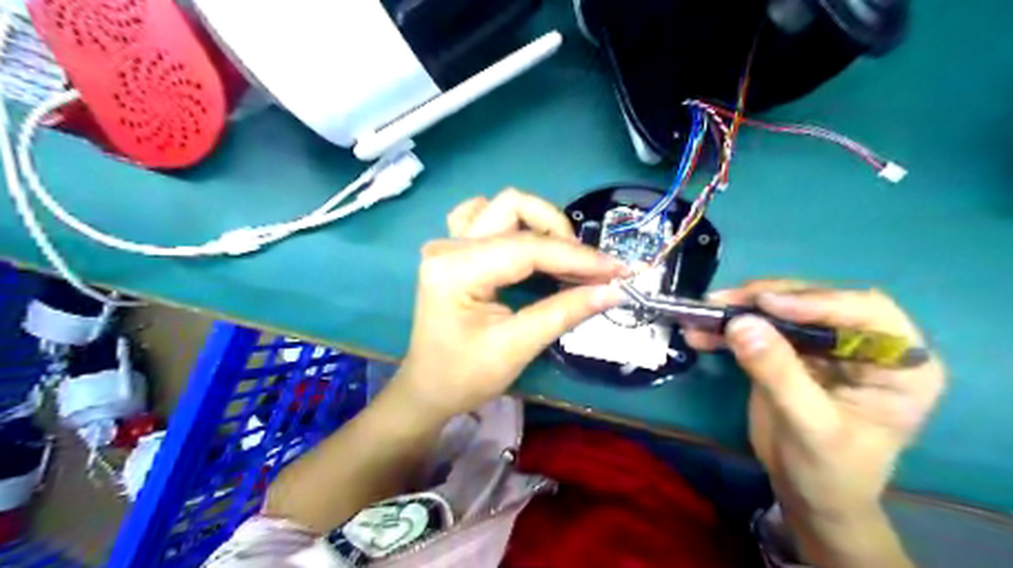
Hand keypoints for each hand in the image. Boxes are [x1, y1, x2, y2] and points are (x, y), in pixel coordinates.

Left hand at [390, 188, 629, 422]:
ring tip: (562, 257)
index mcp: (456, 269)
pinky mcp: (453, 251)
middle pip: (513, 207)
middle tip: (586, 267)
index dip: (577, 257)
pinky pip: (484, 217)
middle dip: (558, 232)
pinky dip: (513, 224)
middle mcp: (448, 246)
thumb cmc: (464, 377)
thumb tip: (613, 290)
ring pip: (502, 207)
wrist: (427, 389)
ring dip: (538, 223)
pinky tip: (526, 245)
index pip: (528, 248)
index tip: (616, 270)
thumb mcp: (516, 348)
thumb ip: (564, 312)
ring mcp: (447, 244)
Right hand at [684, 279, 944, 519]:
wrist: (808, 493)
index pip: (865, 312)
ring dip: (739, 310)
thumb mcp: (810, 426)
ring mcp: (823, 344)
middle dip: (766, 299)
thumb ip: (779, 374)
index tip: (766, 305)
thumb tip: (741, 324)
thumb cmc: (830, 470)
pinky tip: (700, 332)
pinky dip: (728, 329)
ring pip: (781, 309)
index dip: (816, 301)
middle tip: (723, 301)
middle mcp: (864, 343)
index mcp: (899, 363)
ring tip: (703, 314)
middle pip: (815, 301)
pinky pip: (758, 328)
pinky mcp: (790, 350)